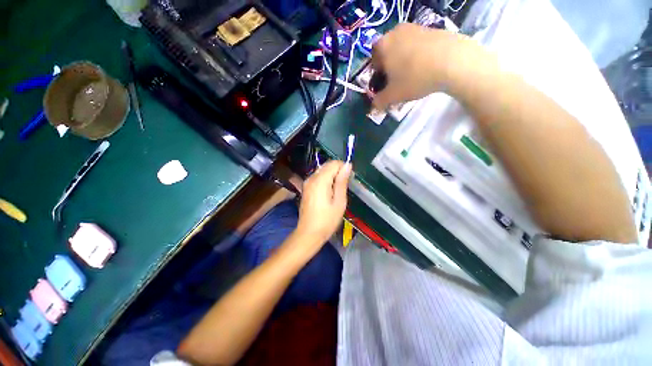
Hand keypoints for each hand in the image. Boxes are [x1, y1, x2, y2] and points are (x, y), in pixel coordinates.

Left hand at [296, 160, 351, 245]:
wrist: (309, 233)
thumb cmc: (327, 220)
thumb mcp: (339, 201)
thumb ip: (342, 181)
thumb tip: (347, 165)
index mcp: (320, 180)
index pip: (334, 163)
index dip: (343, 168)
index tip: (348, 179)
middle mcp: (312, 178)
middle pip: (327, 165)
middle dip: (337, 171)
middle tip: (343, 186)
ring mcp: (307, 183)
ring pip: (322, 171)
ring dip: (331, 176)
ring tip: (336, 191)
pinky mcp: (306, 188)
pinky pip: (317, 177)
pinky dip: (325, 180)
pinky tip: (328, 192)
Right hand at [371, 23, 474, 108]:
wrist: (452, 61)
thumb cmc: (414, 78)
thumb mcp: (392, 96)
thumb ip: (379, 102)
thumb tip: (374, 107)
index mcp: (382, 46)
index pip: (373, 62)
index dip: (377, 76)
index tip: (385, 86)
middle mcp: (395, 32)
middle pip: (388, 54)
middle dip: (390, 69)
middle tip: (398, 82)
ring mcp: (414, 27)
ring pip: (402, 49)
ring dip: (403, 62)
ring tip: (413, 76)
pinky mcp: (430, 28)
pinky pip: (417, 45)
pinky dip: (417, 56)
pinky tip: (425, 67)